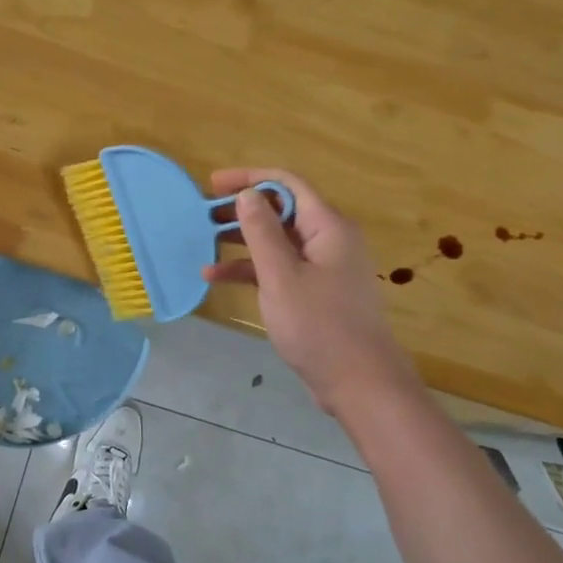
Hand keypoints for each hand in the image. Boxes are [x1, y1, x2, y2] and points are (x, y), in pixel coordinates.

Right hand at [204, 169, 420, 418]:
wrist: (360, 384)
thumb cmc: (319, 326)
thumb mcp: (281, 276)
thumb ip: (262, 231)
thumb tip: (247, 194)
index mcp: (328, 226)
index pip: (286, 184)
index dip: (249, 178)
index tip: (212, 184)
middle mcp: (329, 239)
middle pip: (282, 210)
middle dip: (241, 210)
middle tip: (203, 215)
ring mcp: (324, 267)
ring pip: (278, 240)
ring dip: (242, 240)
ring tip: (204, 243)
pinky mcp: (317, 292)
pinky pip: (281, 267)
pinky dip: (252, 269)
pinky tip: (217, 277)